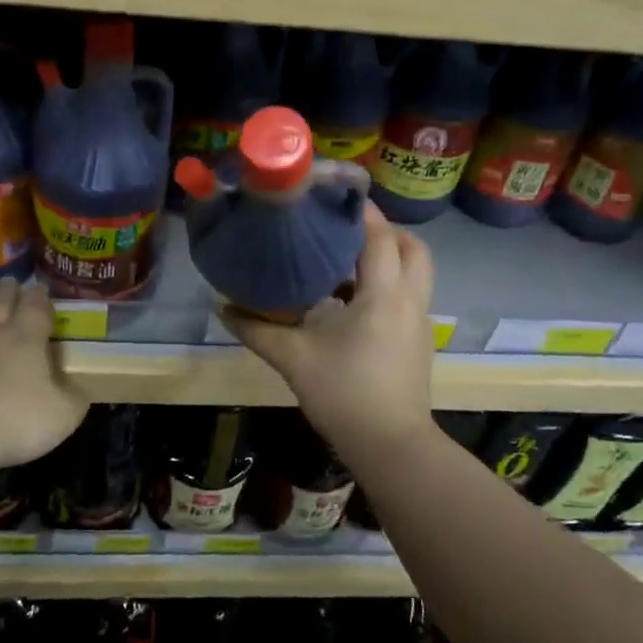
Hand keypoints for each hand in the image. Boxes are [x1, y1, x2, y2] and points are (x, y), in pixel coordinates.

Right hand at [226, 204, 434, 455]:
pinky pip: (410, 295)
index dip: (360, 211)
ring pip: (416, 271)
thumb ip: (257, 330)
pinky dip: (388, 284)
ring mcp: (420, 322)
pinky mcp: (419, 341)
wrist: (392, 445)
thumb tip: (223, 308)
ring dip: (388, 257)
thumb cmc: (344, 395)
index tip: (331, 196)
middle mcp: (410, 300)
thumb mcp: (294, 359)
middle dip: (383, 231)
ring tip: (344, 263)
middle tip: (344, 232)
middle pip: (411, 247)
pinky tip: (351, 303)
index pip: (379, 236)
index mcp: (383, 295)